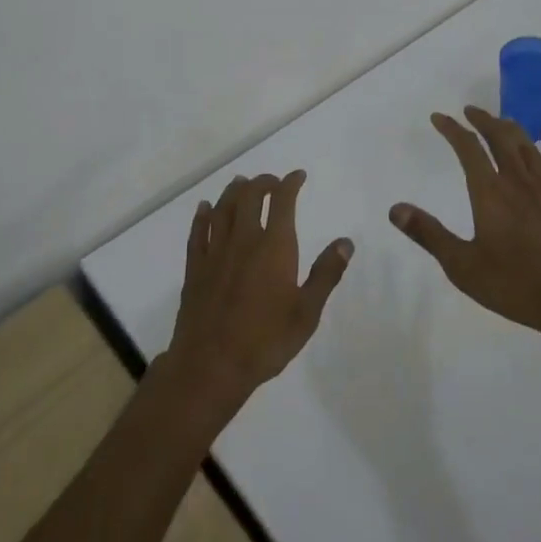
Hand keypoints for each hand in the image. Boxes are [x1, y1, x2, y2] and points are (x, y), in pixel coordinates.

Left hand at [160, 171, 353, 422]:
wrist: (211, 365)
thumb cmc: (266, 341)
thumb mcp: (307, 313)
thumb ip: (326, 274)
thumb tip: (346, 242)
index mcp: (274, 247)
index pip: (283, 201)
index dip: (290, 183)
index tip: (298, 176)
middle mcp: (243, 240)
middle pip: (249, 196)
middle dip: (263, 182)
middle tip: (273, 182)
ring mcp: (215, 252)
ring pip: (223, 208)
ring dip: (234, 191)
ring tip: (241, 183)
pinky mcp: (195, 267)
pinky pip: (197, 231)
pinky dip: (202, 215)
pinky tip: (205, 208)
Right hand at [390, 107, 540, 339]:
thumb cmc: (514, 285)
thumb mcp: (462, 265)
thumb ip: (429, 234)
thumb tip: (395, 208)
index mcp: (490, 193)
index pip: (468, 149)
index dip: (452, 129)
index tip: (439, 117)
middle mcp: (518, 184)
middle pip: (501, 139)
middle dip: (484, 121)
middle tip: (471, 110)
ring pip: (530, 151)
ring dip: (514, 132)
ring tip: (504, 123)